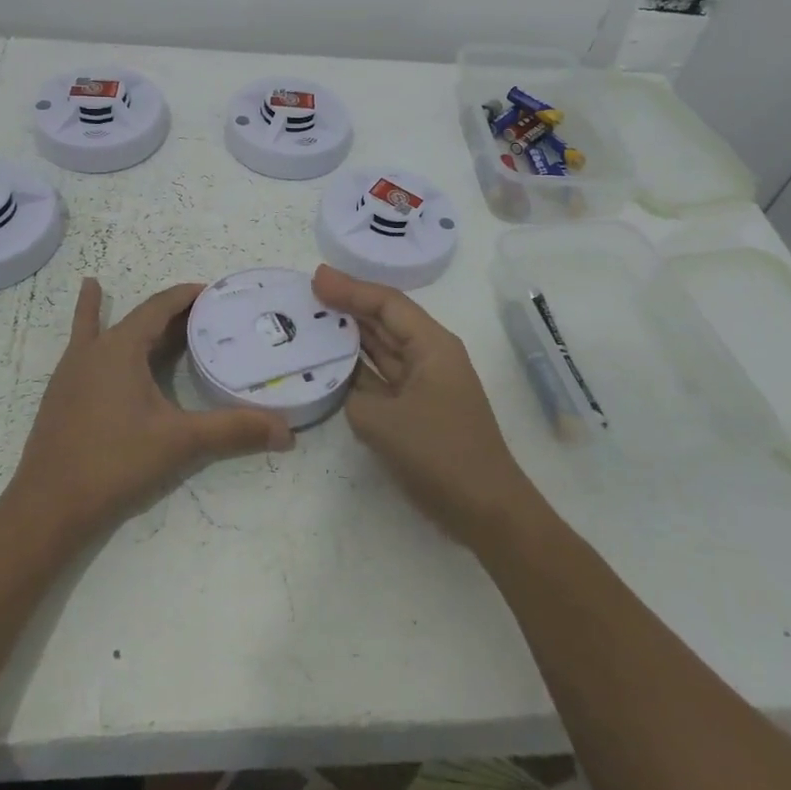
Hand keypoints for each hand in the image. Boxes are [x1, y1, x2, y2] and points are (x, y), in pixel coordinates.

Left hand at [6, 278, 294, 544]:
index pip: (160, 306)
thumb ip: (233, 431)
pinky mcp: (62, 394)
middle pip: (137, 317)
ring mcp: (72, 371)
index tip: (215, 292)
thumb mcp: (180, 442)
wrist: (47, 507)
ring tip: (111, 287)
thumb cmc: (115, 463)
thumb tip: (287, 432)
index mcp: (121, 348)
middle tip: (202, 311)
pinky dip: (85, 327)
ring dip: (127, 318)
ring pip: (104, 330)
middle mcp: (93, 350)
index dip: (188, 296)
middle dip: (170, 311)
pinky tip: (84, 328)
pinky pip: (80, 348)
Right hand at [314, 265, 538, 548]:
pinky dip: (355, 370)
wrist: (485, 511)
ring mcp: (423, 384)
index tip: (315, 278)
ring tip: (310, 321)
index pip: (387, 304)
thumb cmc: (440, 454)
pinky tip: (327, 365)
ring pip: (380, 349)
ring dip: (348, 336)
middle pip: (384, 320)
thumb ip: (353, 395)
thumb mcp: (383, 421)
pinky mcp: (415, 410)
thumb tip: (347, 387)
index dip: (350, 288)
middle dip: (347, 306)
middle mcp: (429, 356)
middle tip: (305, 295)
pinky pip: (380, 379)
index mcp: (432, 345)